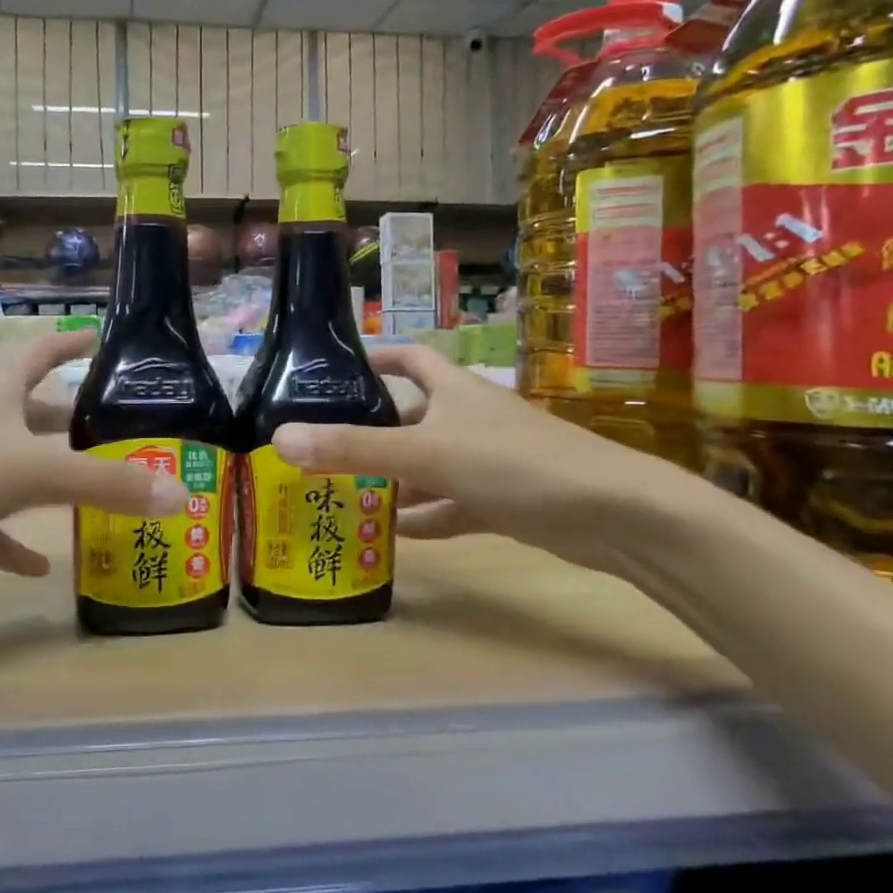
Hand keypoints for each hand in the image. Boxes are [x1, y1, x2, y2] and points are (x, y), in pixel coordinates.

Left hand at [0, 330, 186, 600]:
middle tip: (119, 434)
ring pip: (12, 468)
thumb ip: (108, 485)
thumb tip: (181, 495)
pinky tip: (39, 566)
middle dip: (72, 422)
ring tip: (94, 498)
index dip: (71, 343)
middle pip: (32, 413)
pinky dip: (10, 540)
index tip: (102, 340)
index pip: (39, 352)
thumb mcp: (34, 472)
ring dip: (48, 482)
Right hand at [270, 345, 690, 574]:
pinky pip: (451, 504)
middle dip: (371, 430)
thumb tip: (280, 439)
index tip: (331, 373)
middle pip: (411, 416)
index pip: (407, 359)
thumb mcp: (425, 454)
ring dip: (393, 480)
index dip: (372, 359)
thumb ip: (353, 449)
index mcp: (453, 390)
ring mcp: (489, 460)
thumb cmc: (513, 463)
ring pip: (428, 465)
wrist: (611, 515)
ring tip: (342, 494)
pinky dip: (425, 516)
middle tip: (320, 448)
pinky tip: (392, 533)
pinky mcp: (504, 500)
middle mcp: (469, 418)